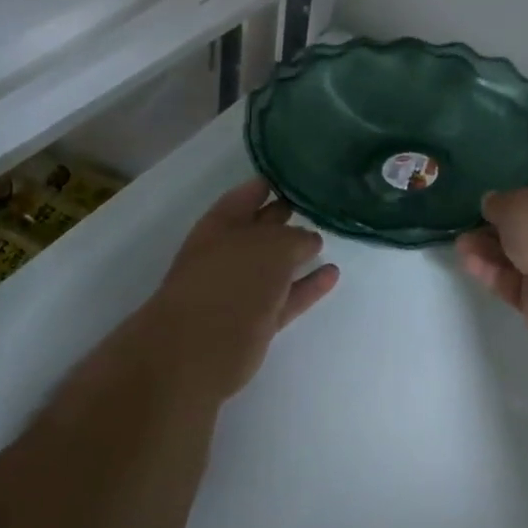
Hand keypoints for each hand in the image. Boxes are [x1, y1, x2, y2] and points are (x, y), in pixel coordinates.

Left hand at [128, 178, 339, 401]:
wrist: (196, 352)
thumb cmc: (231, 283)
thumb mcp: (272, 247)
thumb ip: (295, 238)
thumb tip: (308, 241)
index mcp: (222, 223)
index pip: (250, 193)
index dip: (273, 182)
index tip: (302, 174)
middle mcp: (229, 251)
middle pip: (262, 227)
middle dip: (287, 215)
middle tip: (321, 203)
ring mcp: (240, 288)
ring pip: (275, 264)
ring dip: (299, 253)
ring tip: (330, 238)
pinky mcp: (254, 321)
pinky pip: (286, 296)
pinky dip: (307, 286)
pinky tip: (331, 274)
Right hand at [456, 185, 527, 346]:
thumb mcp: (517, 202)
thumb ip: (499, 203)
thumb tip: (491, 203)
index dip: (514, 202)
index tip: (488, 205)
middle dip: (496, 229)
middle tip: (467, 226)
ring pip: (518, 258)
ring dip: (488, 250)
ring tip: (460, 243)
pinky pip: (513, 283)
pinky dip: (491, 272)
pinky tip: (467, 261)